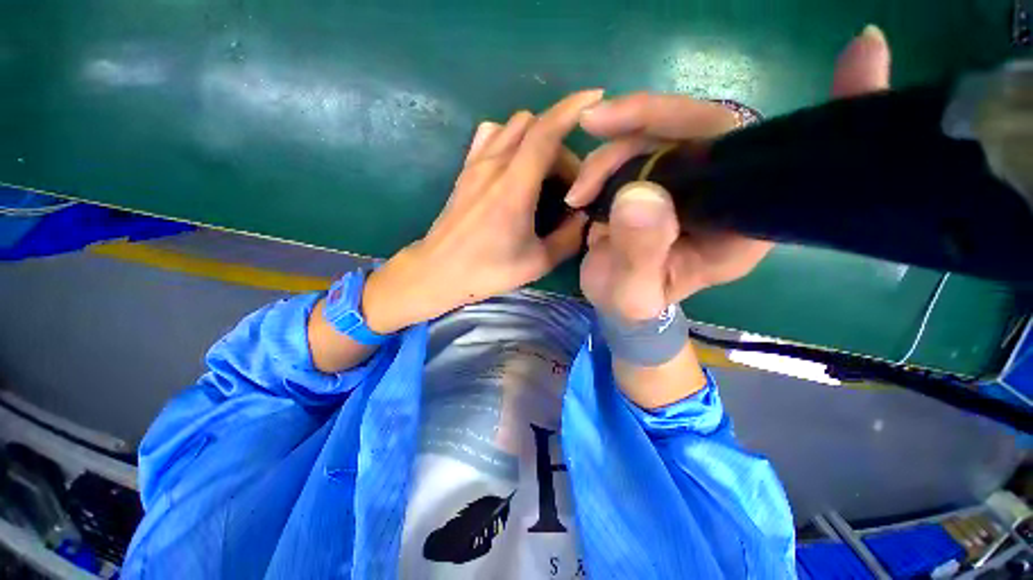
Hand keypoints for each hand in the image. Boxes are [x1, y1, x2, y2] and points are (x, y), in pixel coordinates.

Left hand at [361, 90, 602, 333]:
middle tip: (567, 183)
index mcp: (514, 187)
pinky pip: (491, 136)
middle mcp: (493, 165)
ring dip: (536, 139)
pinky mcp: (465, 170)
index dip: (573, 109)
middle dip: (560, 145)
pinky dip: (510, 139)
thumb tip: (583, 216)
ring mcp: (475, 164)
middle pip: (534, 128)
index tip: (597, 98)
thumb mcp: (537, 262)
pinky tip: (515, 165)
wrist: (438, 271)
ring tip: (543, 173)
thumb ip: (569, 238)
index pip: (546, 132)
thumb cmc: (487, 270)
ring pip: (512, 126)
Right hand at [568, 25, 891, 320]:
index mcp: (740, 226)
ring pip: (658, 133)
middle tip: (597, 122)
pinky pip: (637, 145)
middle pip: (705, 126)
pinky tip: (583, 186)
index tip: (866, 50)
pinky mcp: (660, 177)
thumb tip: (639, 195)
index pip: (790, 163)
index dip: (835, 109)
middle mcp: (726, 193)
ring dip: (611, 151)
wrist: (616, 302)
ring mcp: (690, 181)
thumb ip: (639, 253)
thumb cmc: (634, 305)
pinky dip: (604, 155)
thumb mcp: (633, 293)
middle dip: (646, 119)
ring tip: (579, 194)